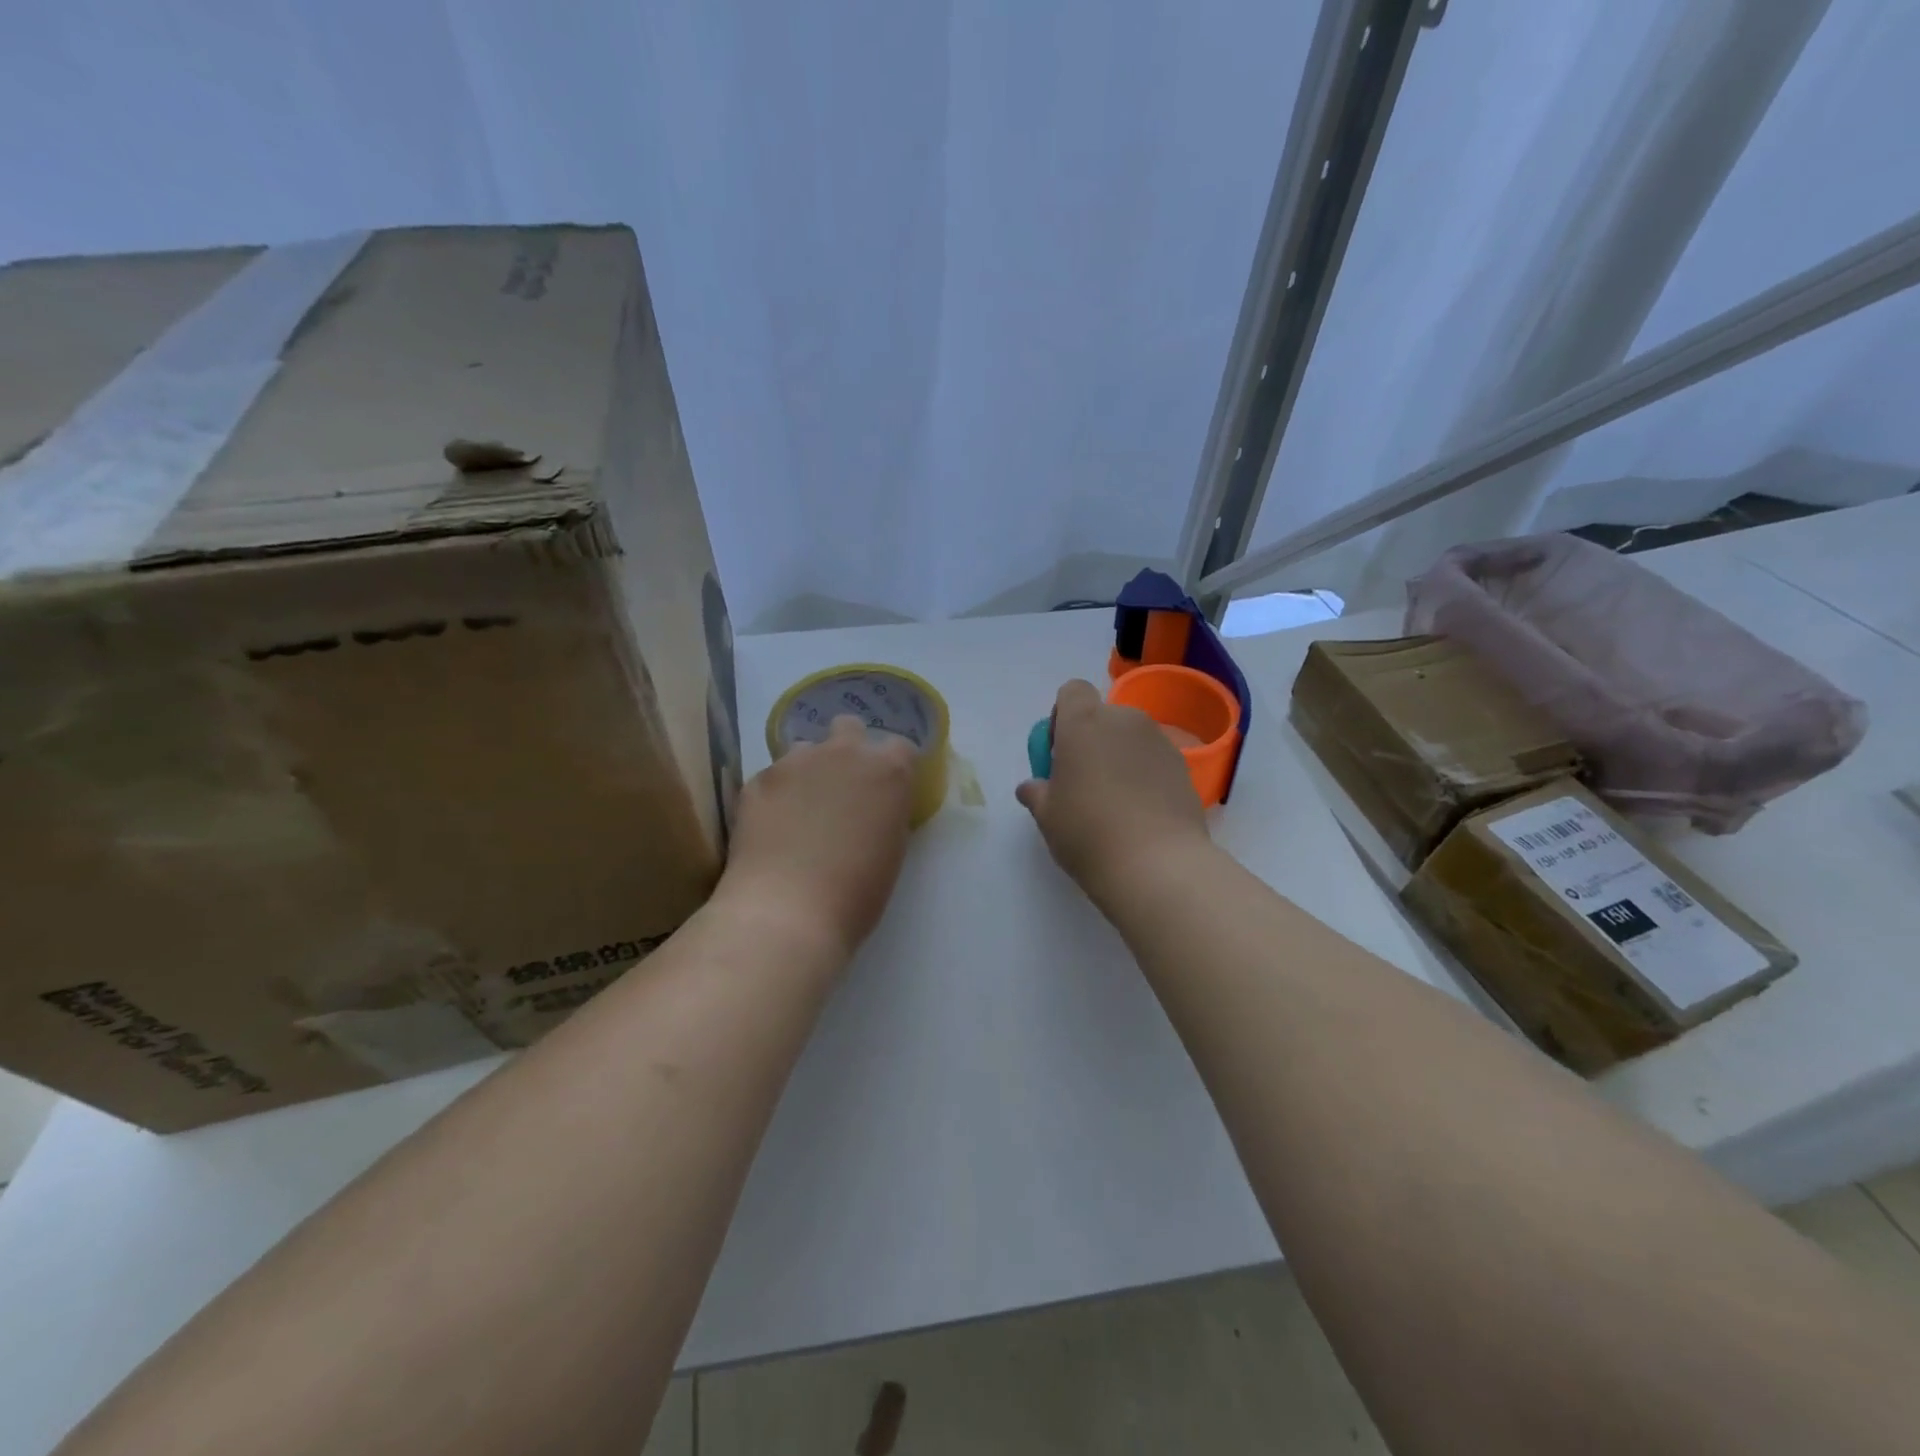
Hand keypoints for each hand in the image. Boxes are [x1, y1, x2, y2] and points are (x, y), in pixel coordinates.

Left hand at [717, 715, 917, 959]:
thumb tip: (873, 807)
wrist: (786, 911)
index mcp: (888, 771)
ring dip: (808, 770)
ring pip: (805, 749)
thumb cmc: (855, 894)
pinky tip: (770, 828)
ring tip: (799, 810)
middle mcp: (845, 753)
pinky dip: (775, 794)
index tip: (886, 791)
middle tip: (841, 789)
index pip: (900, 747)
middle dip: (847, 749)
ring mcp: (796, 761)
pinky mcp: (758, 778)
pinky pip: (772, 776)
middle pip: (849, 728)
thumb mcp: (891, 850)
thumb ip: (886, 813)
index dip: (893, 767)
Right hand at [1016, 679, 1210, 907]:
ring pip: (1132, 738)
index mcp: (1085, 723)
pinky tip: (1141, 814)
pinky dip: (1146, 776)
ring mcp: (1160, 742)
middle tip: (1085, 783)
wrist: (1157, 865)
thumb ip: (1037, 793)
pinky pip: (1155, 760)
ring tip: (1116, 803)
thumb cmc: (1088, 832)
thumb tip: (1032, 787)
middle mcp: (1125, 721)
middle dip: (1093, 740)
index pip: (1072, 691)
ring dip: (1121, 757)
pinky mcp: (1184, 767)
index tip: (1059, 753)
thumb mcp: (1047, 816)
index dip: (1062, 716)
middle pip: (1104, 716)